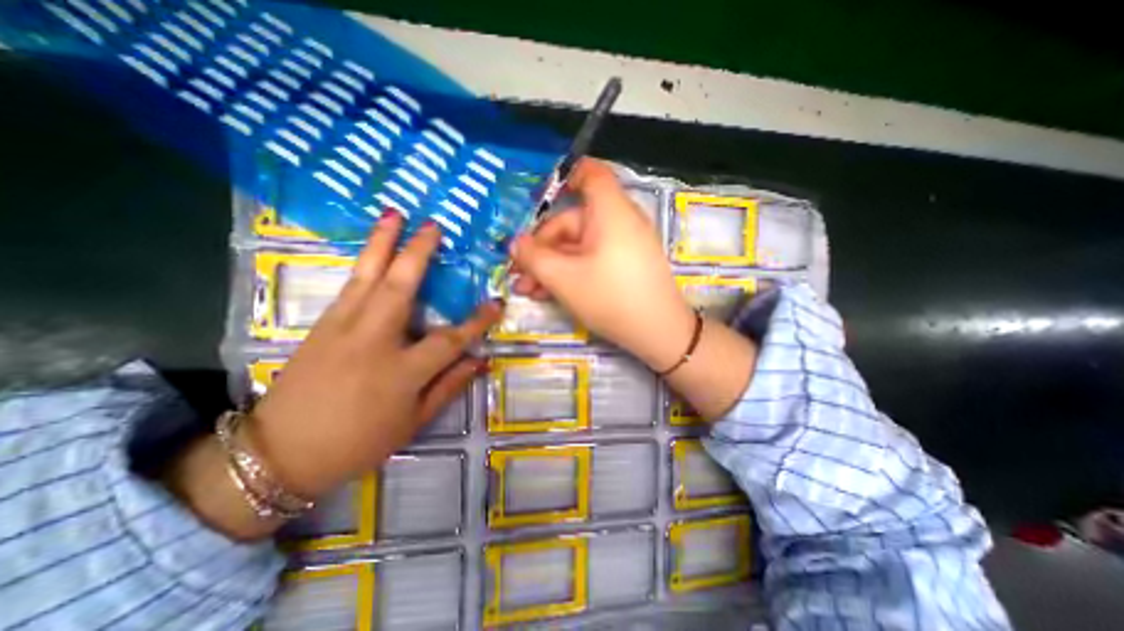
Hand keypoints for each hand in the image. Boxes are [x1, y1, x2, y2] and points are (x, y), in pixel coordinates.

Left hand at [252, 215, 501, 499]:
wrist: (280, 453)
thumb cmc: (359, 441)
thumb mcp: (414, 421)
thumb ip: (450, 386)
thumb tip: (481, 360)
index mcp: (401, 371)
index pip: (450, 339)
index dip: (477, 322)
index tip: (497, 303)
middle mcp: (372, 341)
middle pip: (400, 287)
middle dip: (418, 252)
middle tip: (432, 225)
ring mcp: (342, 328)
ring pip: (367, 276)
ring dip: (381, 242)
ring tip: (394, 215)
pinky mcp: (320, 325)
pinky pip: (349, 286)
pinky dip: (364, 262)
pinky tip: (373, 249)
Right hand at [513, 158, 698, 370]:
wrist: (659, 334)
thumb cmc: (610, 298)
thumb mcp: (563, 278)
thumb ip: (533, 257)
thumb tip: (514, 243)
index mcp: (609, 211)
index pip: (591, 173)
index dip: (565, 178)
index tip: (537, 199)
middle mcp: (619, 221)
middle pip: (573, 221)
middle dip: (542, 248)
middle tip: (519, 274)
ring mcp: (624, 245)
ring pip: (580, 246)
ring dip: (551, 265)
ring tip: (528, 291)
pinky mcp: (626, 266)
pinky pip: (593, 259)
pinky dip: (571, 271)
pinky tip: (550, 293)